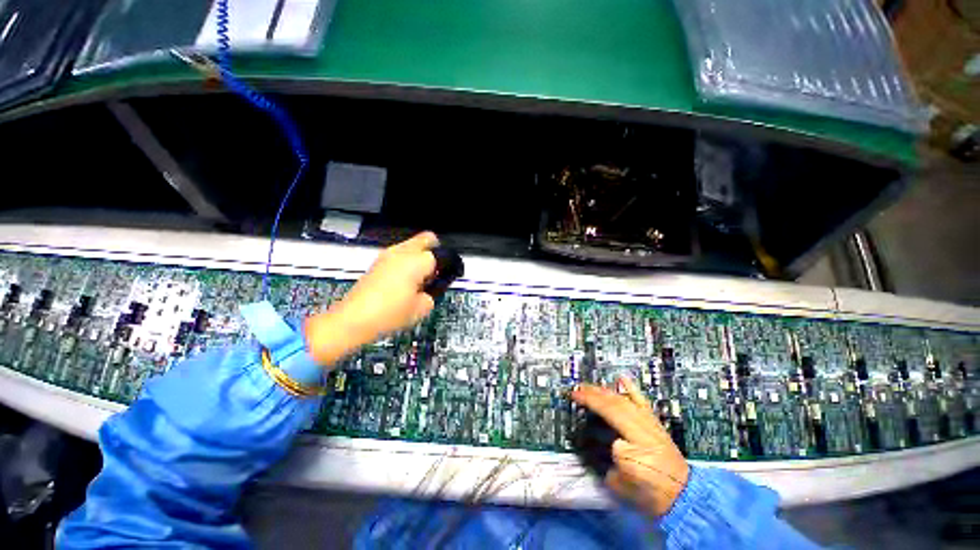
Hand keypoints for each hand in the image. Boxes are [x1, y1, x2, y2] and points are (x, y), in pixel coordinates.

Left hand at [303, 232, 439, 366]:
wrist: (352, 320)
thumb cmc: (391, 314)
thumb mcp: (422, 308)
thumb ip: (433, 293)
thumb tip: (431, 286)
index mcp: (417, 261)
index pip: (442, 255)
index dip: (450, 266)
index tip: (450, 278)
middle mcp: (402, 251)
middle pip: (427, 238)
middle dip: (437, 251)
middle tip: (436, 272)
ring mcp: (387, 254)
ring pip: (412, 245)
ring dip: (421, 256)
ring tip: (420, 279)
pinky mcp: (378, 261)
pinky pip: (400, 253)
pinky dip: (408, 261)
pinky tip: (405, 280)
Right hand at [571, 377, 689, 517]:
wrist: (682, 495)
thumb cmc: (650, 493)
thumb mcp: (623, 485)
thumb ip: (613, 461)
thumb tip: (612, 444)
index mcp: (636, 443)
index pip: (610, 414)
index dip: (590, 402)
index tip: (574, 396)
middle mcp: (645, 428)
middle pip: (615, 404)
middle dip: (594, 393)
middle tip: (576, 388)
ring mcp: (651, 424)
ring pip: (625, 400)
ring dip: (605, 391)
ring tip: (589, 386)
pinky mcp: (655, 423)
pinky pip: (642, 402)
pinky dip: (632, 389)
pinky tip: (623, 378)